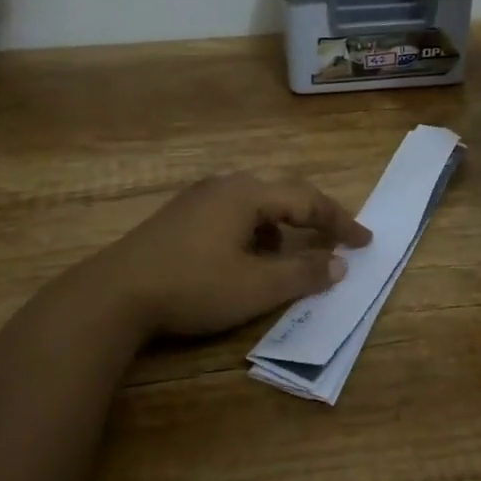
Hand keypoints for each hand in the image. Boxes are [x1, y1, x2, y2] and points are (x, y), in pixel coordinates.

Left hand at [77, 173, 371, 338]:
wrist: (114, 294)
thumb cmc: (193, 286)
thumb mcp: (255, 287)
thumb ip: (303, 274)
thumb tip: (340, 263)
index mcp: (248, 194)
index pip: (308, 200)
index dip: (341, 221)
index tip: (366, 241)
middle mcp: (225, 186)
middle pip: (282, 194)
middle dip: (313, 218)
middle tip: (336, 240)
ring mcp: (198, 198)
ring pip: (255, 205)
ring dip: (281, 226)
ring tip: (290, 255)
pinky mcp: (179, 215)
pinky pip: (232, 214)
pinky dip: (253, 232)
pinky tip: (245, 258)